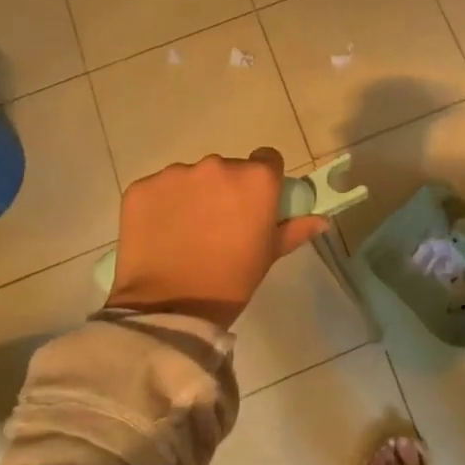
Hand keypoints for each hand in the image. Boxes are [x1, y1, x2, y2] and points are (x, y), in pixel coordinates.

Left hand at [105, 149, 327, 330]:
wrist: (170, 305)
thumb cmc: (232, 279)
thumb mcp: (270, 254)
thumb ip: (295, 229)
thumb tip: (322, 220)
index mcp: (256, 179)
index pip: (267, 159)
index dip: (262, 179)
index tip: (254, 202)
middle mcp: (218, 166)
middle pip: (227, 167)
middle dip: (225, 189)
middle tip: (219, 224)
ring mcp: (176, 174)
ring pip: (191, 177)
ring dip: (192, 195)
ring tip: (186, 231)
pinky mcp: (142, 187)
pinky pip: (159, 189)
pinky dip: (162, 205)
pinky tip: (162, 233)